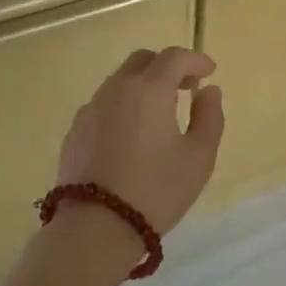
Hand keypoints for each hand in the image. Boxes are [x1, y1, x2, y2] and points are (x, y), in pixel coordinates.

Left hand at [56, 47, 224, 241]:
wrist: (94, 229)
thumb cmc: (155, 191)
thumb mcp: (198, 158)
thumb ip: (209, 117)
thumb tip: (208, 92)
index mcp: (149, 90)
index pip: (174, 57)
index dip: (195, 59)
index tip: (209, 72)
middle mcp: (116, 89)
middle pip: (143, 61)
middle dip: (167, 67)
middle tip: (185, 89)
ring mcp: (91, 109)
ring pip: (120, 81)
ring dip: (143, 86)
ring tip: (159, 114)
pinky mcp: (75, 130)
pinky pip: (104, 105)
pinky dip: (123, 106)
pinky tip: (130, 136)